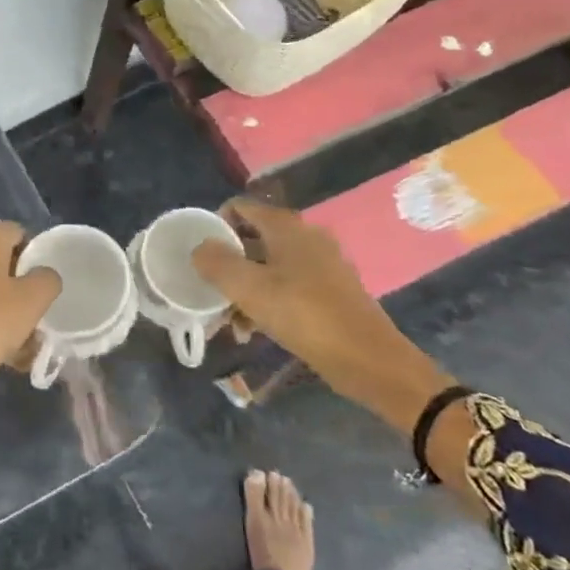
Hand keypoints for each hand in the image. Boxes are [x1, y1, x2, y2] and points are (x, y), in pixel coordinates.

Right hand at [192, 200, 453, 432]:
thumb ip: (217, 263)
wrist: (370, 360)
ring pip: (267, 267)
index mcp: (286, 227)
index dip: (214, 226)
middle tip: (209, 293)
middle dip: (226, 266)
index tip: (199, 256)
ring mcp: (321, 264)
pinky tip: (253, 330)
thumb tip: (199, 248)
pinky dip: (266, 302)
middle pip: (251, 239)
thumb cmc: (305, 315)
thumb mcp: (249, 289)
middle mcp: (305, 237)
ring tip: (229, 322)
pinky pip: (286, 286)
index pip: (239, 208)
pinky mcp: (330, 291)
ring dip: (244, 289)